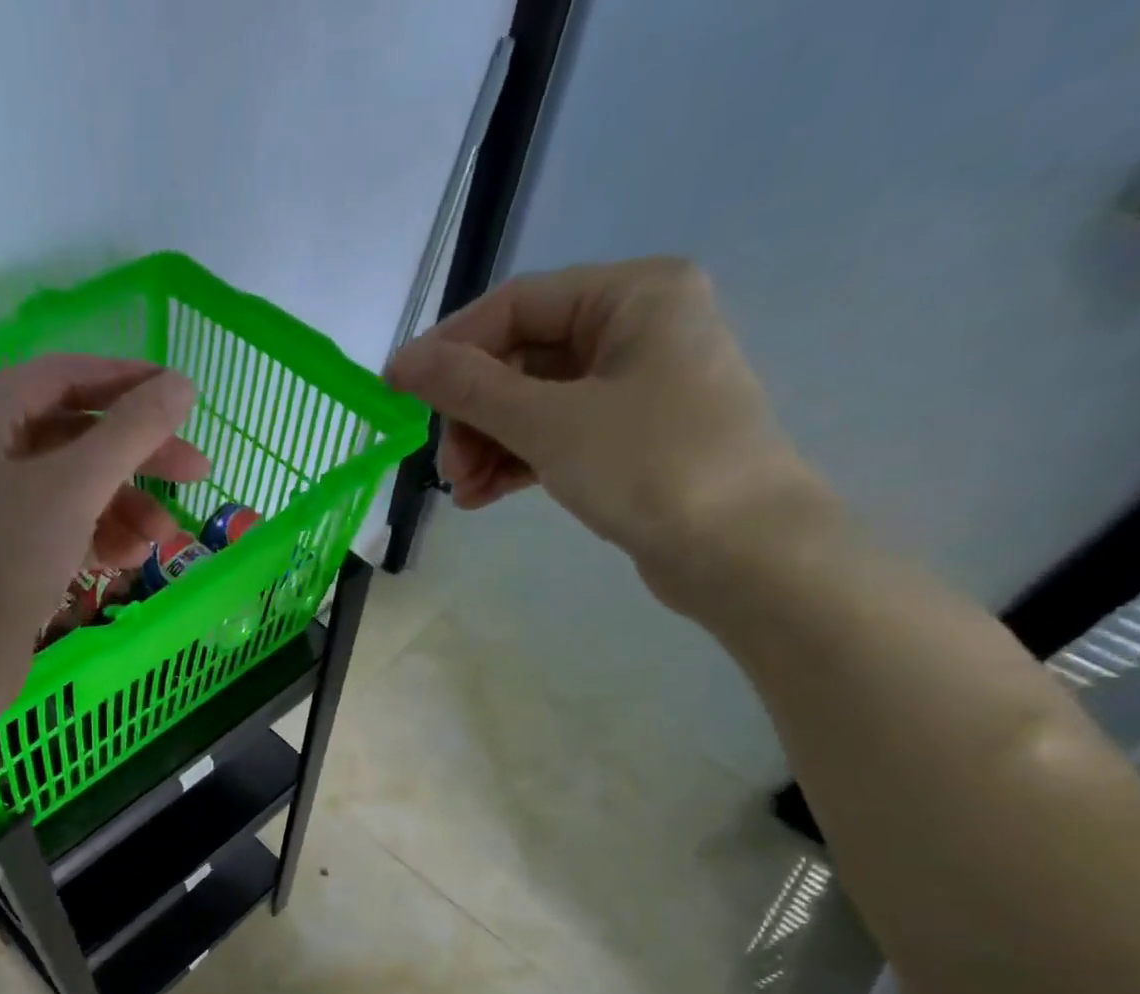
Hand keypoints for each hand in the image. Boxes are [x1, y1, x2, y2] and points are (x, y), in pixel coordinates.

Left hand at [0, 354, 205, 681]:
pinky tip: (131, 557)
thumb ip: (132, 431)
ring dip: (125, 505)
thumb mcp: (76, 487)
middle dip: (138, 457)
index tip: (185, 397)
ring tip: (164, 538)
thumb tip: (183, 384)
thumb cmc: (7, 560)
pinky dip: (98, 533)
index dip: (130, 382)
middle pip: (75, 434)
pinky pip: (60, 521)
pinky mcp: (2, 544)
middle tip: (198, 473)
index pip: (65, 376)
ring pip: (73, 485)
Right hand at [385, 258, 827, 599]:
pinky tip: (481, 497)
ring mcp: (634, 386)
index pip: (516, 306)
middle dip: (472, 414)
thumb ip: (470, 389)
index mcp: (633, 295)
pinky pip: (553, 436)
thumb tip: (400, 362)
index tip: (397, 393)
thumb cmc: (652, 466)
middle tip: (445, 467)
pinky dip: (515, 462)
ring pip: (532, 403)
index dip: (450, 349)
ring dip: (487, 444)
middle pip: (521, 358)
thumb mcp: (550, 423)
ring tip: (461, 491)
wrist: (742, 552)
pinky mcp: (627, 438)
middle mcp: (636, 327)